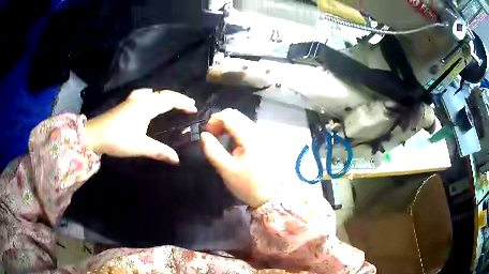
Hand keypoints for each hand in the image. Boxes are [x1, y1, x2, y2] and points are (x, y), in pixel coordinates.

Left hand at [85, 89, 196, 163]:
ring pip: (154, 93)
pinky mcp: (126, 103)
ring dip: (166, 97)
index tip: (194, 109)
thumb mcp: (140, 146)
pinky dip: (153, 96)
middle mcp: (141, 99)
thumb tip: (177, 159)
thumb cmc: (118, 139)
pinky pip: (145, 95)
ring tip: (173, 103)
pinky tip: (149, 99)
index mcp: (147, 106)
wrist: (94, 135)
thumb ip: (160, 151)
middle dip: (178, 98)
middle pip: (163, 94)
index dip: (183, 103)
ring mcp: (132, 99)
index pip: (170, 100)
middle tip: (188, 105)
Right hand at [200, 109, 271, 207]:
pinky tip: (234, 146)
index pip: (229, 115)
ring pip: (243, 121)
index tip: (207, 134)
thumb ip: (213, 150)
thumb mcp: (226, 169)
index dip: (214, 120)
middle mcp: (259, 131)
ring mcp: (264, 136)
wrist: (272, 197)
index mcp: (249, 136)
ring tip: (221, 141)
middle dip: (221, 122)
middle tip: (212, 136)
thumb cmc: (248, 185)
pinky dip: (237, 132)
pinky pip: (248, 129)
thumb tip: (204, 135)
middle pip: (236, 115)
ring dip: (229, 127)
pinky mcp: (266, 142)